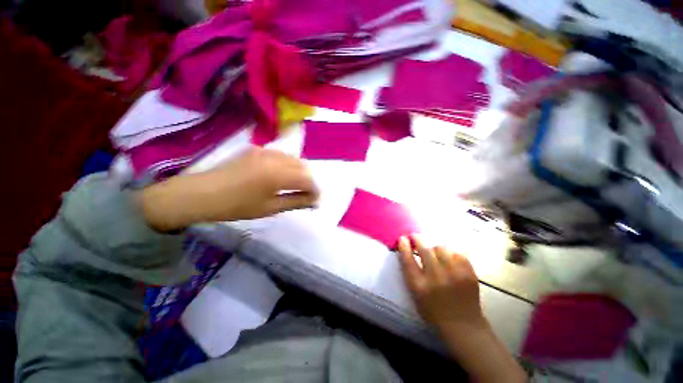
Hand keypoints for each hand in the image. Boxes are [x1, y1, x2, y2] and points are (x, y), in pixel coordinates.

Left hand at [140, 148, 318, 230]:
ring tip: (294, 185)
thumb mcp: (270, 208)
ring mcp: (264, 151)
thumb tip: (315, 200)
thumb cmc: (237, 206)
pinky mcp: (255, 149)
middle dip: (308, 180)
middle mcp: (275, 158)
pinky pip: (280, 155)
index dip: (315, 190)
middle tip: (306, 194)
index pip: (308, 179)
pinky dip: (286, 164)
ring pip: (292, 158)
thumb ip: (296, 201)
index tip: (315, 199)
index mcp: (279, 174)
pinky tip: (279, 174)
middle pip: (303, 166)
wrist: (202, 194)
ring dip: (298, 171)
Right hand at [397, 235, 526, 382]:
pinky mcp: (469, 274)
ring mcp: (455, 275)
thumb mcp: (415, 295)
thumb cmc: (433, 311)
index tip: (402, 238)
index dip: (404, 246)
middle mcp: (436, 278)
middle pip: (424, 250)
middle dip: (417, 239)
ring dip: (435, 248)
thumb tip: (407, 250)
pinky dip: (451, 254)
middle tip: (415, 236)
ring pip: (441, 248)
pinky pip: (457, 253)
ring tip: (435, 254)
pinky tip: (450, 260)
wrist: (463, 326)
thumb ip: (410, 273)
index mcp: (420, 286)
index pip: (408, 260)